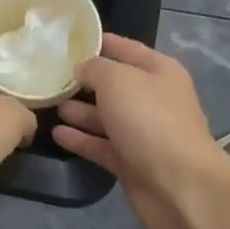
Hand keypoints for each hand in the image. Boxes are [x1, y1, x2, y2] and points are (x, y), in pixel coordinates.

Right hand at [52, 35, 229, 228]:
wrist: (180, 187)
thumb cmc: (150, 120)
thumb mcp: (118, 80)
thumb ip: (95, 68)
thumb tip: (82, 69)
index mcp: (158, 71)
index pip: (125, 48)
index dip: (98, 42)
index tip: (66, 41)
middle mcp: (153, 99)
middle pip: (114, 84)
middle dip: (84, 80)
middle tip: (49, 76)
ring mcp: (143, 133)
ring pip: (106, 116)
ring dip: (80, 111)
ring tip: (50, 103)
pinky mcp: (132, 163)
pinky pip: (102, 145)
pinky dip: (81, 139)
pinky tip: (57, 134)